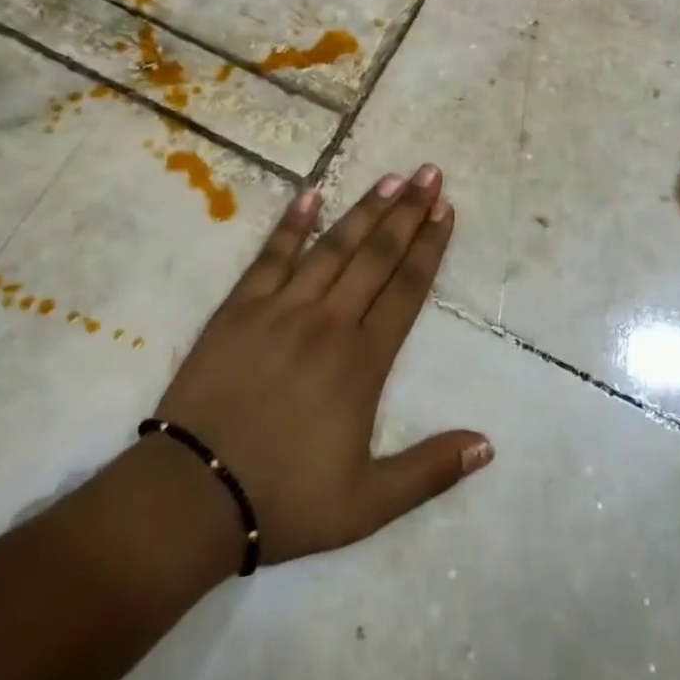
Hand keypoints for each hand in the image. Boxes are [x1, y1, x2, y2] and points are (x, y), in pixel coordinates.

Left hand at [149, 165, 492, 568]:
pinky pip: (272, 256)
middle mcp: (328, 322)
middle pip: (376, 257)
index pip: (407, 290)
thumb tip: (488, 445)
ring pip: (333, 248)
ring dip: (364, 211)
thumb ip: (430, 470)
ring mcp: (281, 310)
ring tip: (391, 178)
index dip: (430, 247)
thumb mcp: (368, 504)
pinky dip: (292, 224)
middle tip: (430, 175)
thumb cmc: (285, 499)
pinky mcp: (239, 309)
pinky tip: (311, 193)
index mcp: (362, 362)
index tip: (446, 211)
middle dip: (407, 213)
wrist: (191, 496)